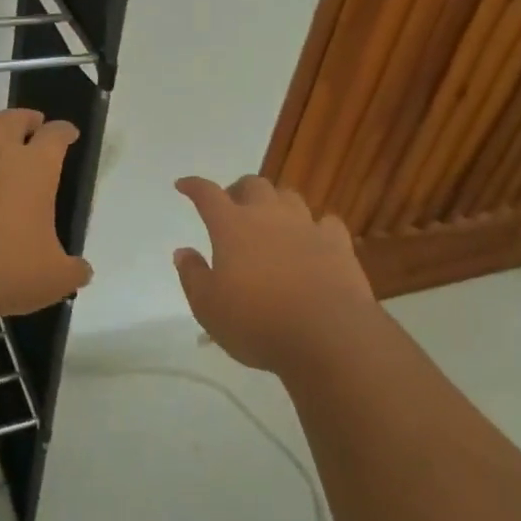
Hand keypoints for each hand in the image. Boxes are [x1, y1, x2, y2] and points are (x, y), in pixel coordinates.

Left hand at [0, 109, 91, 319]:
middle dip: (27, 117)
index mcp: (36, 169)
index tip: (68, 133)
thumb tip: (82, 271)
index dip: (64, 131)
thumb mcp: (55, 280)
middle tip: (33, 124)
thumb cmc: (5, 272)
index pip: (55, 135)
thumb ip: (74, 271)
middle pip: (14, 118)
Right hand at [173, 175, 383, 374]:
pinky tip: (313, 239)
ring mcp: (306, 226)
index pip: (207, 194)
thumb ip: (192, 275)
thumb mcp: (207, 307)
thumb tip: (183, 252)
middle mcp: (268, 216)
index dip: (193, 186)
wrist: (327, 335)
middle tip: (232, 207)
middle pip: (253, 185)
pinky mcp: (338, 244)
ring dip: (275, 203)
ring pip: (289, 197)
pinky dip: (315, 227)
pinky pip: (326, 222)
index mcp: (231, 226)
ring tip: (271, 220)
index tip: (183, 185)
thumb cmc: (257, 322)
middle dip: (239, 190)